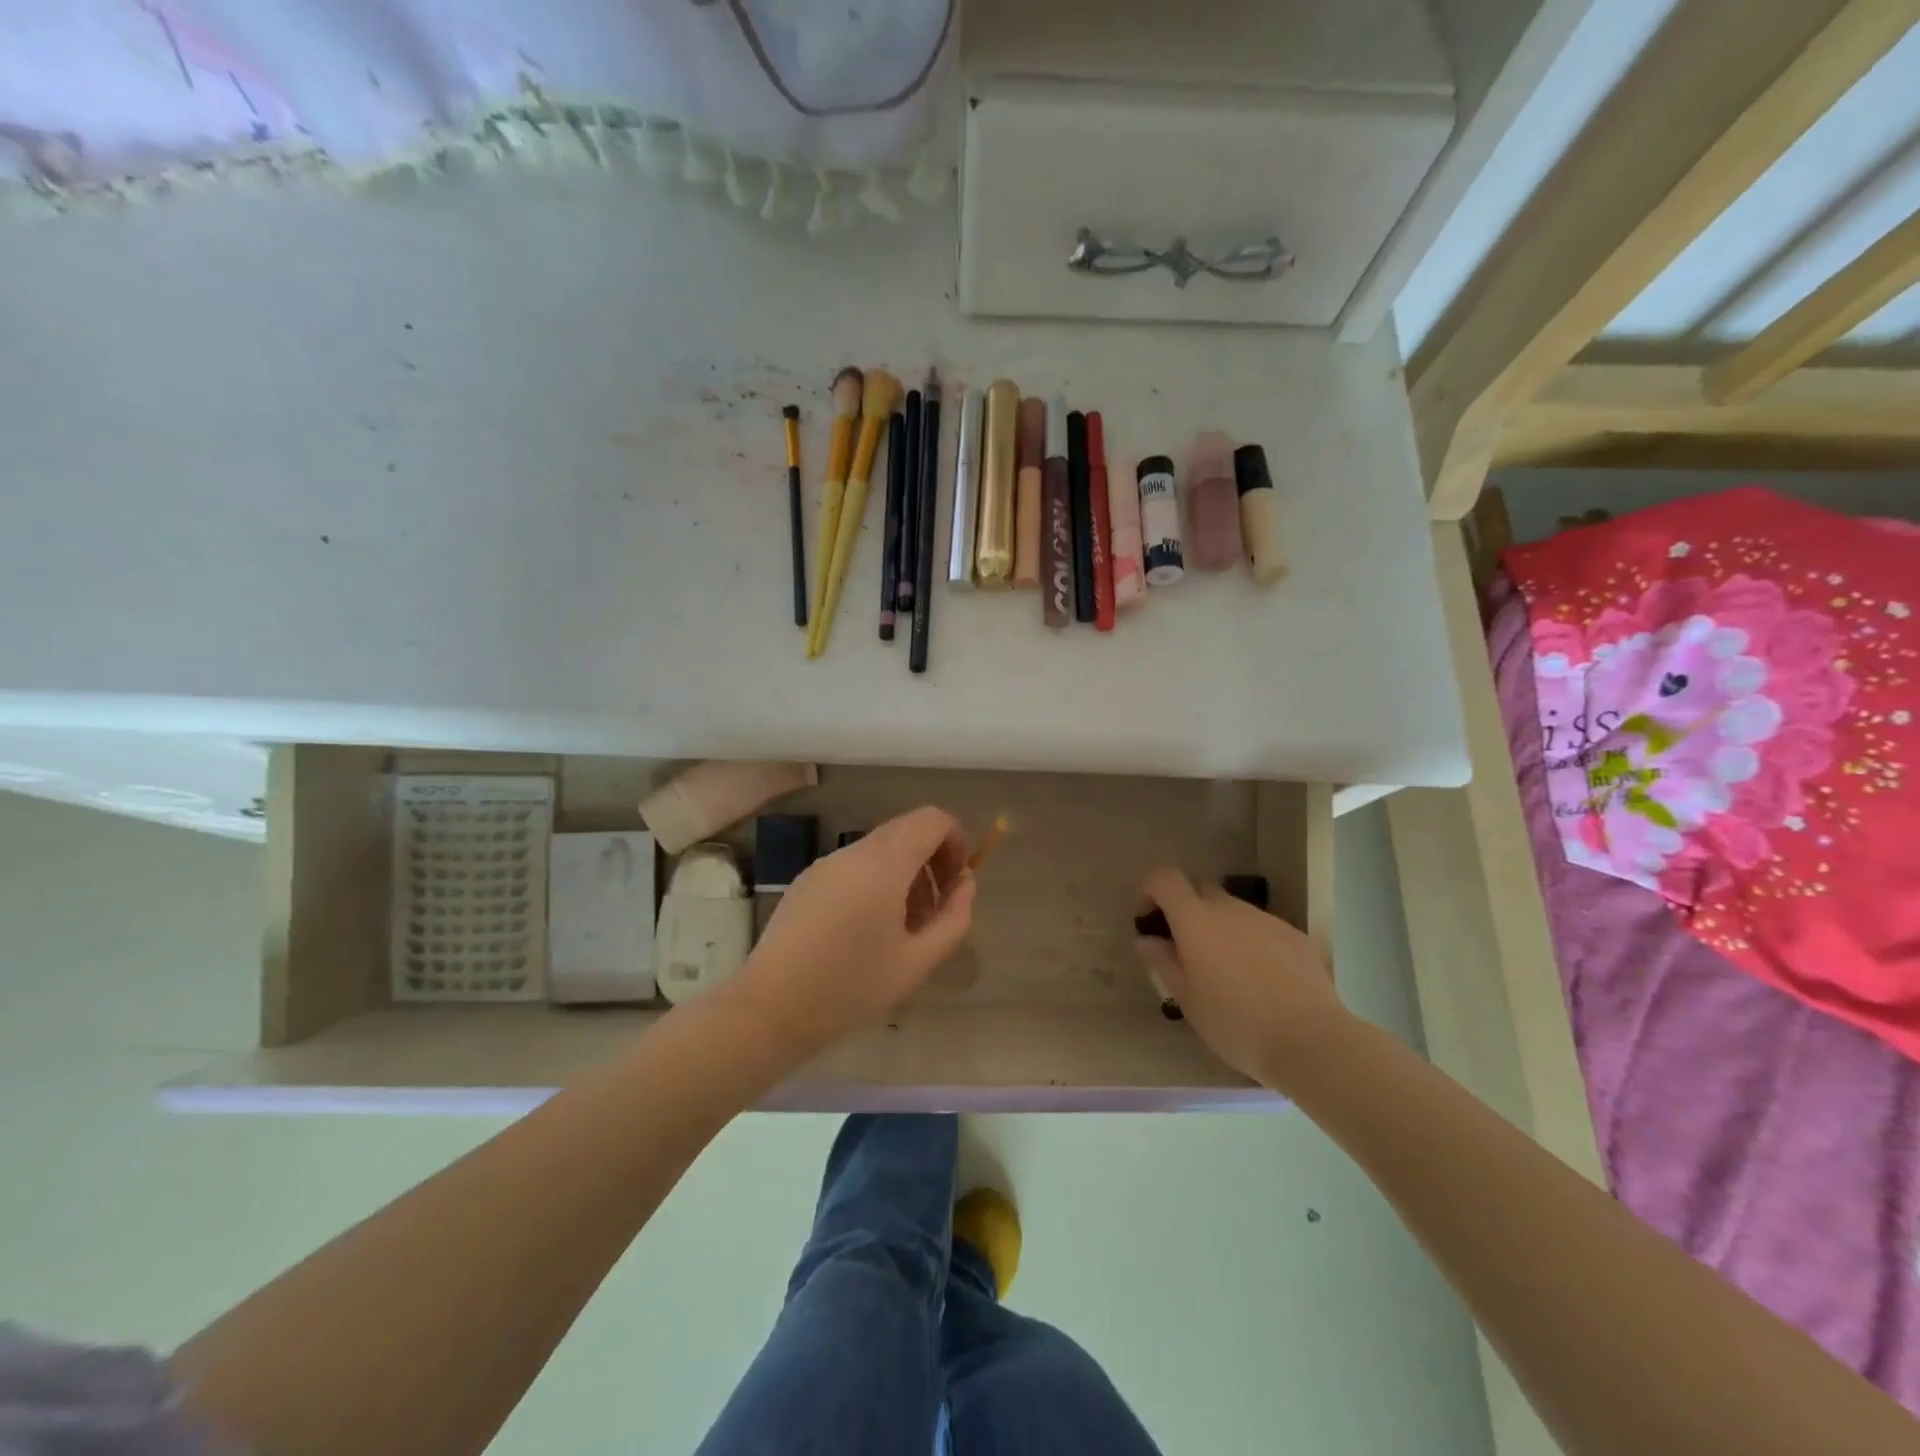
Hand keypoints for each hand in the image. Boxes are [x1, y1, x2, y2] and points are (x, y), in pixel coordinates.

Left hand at [733, 806, 976, 1057]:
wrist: (771, 1008)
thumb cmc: (851, 987)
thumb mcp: (918, 961)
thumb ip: (954, 917)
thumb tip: (964, 884)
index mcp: (884, 863)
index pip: (931, 819)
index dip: (955, 840)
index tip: (957, 882)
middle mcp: (853, 851)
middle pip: (906, 830)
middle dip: (932, 860)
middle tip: (936, 909)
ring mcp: (825, 864)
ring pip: (880, 849)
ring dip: (904, 874)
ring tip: (904, 928)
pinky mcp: (806, 881)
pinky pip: (854, 866)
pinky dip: (876, 881)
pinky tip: (867, 931)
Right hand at [1135, 867, 1346, 1087]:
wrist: (1310, 1041)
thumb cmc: (1235, 1023)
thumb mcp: (1187, 1000)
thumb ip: (1163, 963)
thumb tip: (1148, 940)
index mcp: (1197, 920)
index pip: (1165, 879)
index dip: (1151, 890)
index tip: (1149, 920)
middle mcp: (1231, 909)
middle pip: (1202, 893)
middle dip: (1190, 914)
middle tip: (1190, 954)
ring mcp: (1267, 920)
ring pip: (1235, 913)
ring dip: (1224, 931)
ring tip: (1231, 975)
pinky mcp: (1296, 936)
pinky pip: (1263, 930)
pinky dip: (1254, 945)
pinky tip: (1264, 983)